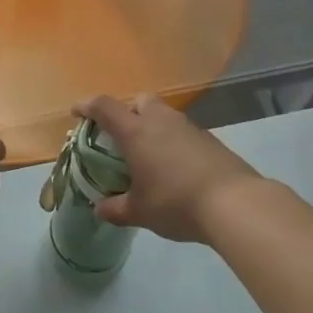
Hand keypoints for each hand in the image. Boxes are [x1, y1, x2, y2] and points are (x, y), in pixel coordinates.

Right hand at [75, 94, 270, 244]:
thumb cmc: (176, 202)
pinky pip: (181, 131)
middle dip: (126, 111)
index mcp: (136, 132)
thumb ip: (116, 208)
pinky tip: (174, 167)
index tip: (77, 113)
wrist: (234, 203)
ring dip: (151, 126)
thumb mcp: (139, 211)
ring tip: (148, 155)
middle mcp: (160, 121)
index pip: (105, 107)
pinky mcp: (209, 139)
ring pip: (163, 114)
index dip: (88, 106)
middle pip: (139, 100)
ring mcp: (188, 127)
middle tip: (120, 135)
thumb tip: (99, 209)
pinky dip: (172, 141)